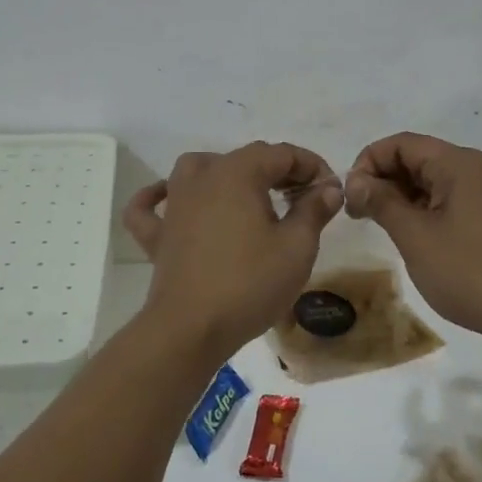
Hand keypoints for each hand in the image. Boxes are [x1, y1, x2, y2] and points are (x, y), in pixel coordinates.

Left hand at [122, 142, 343, 358]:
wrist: (191, 328)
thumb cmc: (250, 283)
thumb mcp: (297, 247)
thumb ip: (313, 210)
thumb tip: (328, 188)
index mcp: (238, 173)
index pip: (281, 154)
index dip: (311, 166)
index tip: (330, 190)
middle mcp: (202, 177)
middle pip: (244, 159)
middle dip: (279, 172)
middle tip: (304, 199)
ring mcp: (175, 205)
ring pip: (197, 169)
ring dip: (225, 173)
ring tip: (248, 194)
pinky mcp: (158, 235)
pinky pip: (151, 206)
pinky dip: (159, 198)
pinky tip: (170, 199)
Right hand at [344, 133, 481, 359]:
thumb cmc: (470, 271)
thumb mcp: (415, 236)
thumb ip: (382, 202)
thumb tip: (355, 180)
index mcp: (458, 165)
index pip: (402, 143)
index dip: (368, 162)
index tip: (350, 195)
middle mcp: (476, 172)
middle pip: (418, 160)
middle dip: (383, 180)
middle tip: (358, 214)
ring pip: (433, 184)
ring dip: (402, 199)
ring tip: (381, 229)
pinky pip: (451, 205)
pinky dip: (425, 214)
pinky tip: (413, 241)